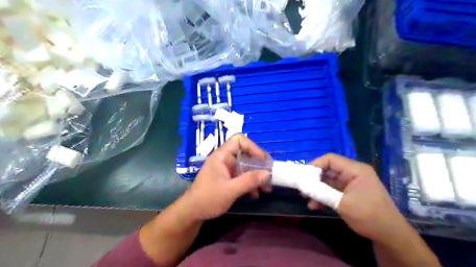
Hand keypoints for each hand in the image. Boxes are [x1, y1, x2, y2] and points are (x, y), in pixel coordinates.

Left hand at [183, 135, 270, 220]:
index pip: (239, 140)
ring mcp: (226, 170)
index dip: (253, 147)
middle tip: (269, 175)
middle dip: (258, 165)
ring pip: (245, 167)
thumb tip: (268, 173)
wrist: (192, 214)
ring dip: (256, 176)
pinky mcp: (228, 179)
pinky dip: (250, 183)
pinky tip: (256, 194)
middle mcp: (225, 160)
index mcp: (222, 156)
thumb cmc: (208, 199)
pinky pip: (242, 176)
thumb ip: (249, 181)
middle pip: (245, 154)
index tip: (263, 160)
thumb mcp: (230, 190)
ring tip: (266, 188)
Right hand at [309, 153, 408, 242]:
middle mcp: (353, 173)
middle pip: (329, 170)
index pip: (331, 159)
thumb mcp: (342, 204)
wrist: (389, 235)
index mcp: (355, 170)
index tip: (304, 175)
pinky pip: (333, 191)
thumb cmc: (368, 215)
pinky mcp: (350, 193)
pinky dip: (324, 196)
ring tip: (306, 199)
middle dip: (315, 179)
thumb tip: (303, 186)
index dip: (316, 164)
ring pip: (329, 181)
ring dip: (318, 190)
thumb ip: (322, 193)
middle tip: (302, 188)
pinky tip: (315, 206)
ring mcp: (352, 184)